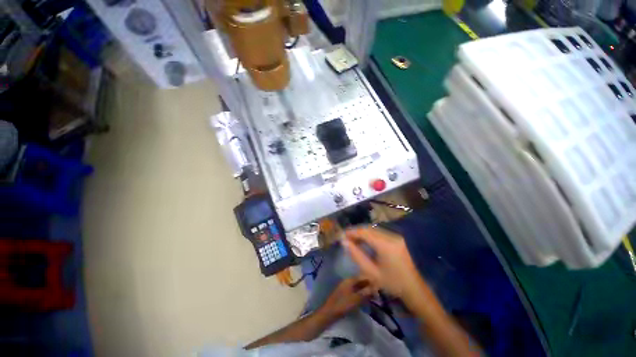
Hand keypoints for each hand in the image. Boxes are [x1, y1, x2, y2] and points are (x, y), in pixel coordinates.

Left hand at [320, 278, 375, 318]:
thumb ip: (366, 293)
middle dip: (368, 285)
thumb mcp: (356, 299)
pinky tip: (365, 298)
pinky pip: (355, 290)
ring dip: (365, 289)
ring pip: (358, 286)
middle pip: (360, 281)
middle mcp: (348, 281)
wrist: (329, 312)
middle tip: (378, 291)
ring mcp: (345, 287)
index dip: (371, 280)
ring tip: (373, 295)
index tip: (379, 284)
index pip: (363, 276)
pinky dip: (360, 293)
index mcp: (350, 280)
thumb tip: (375, 288)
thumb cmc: (343, 304)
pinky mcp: (344, 293)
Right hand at [343, 227, 425, 302]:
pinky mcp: (397, 238)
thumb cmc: (392, 283)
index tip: (341, 235)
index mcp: (386, 245)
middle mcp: (391, 236)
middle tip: (346, 238)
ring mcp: (396, 236)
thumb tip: (344, 242)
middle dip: (356, 231)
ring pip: (374, 229)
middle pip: (369, 228)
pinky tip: (364, 241)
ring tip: (352, 240)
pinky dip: (370, 235)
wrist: (414, 289)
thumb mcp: (371, 272)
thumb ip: (356, 255)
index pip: (365, 232)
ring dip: (362, 233)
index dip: (352, 232)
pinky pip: (380, 233)